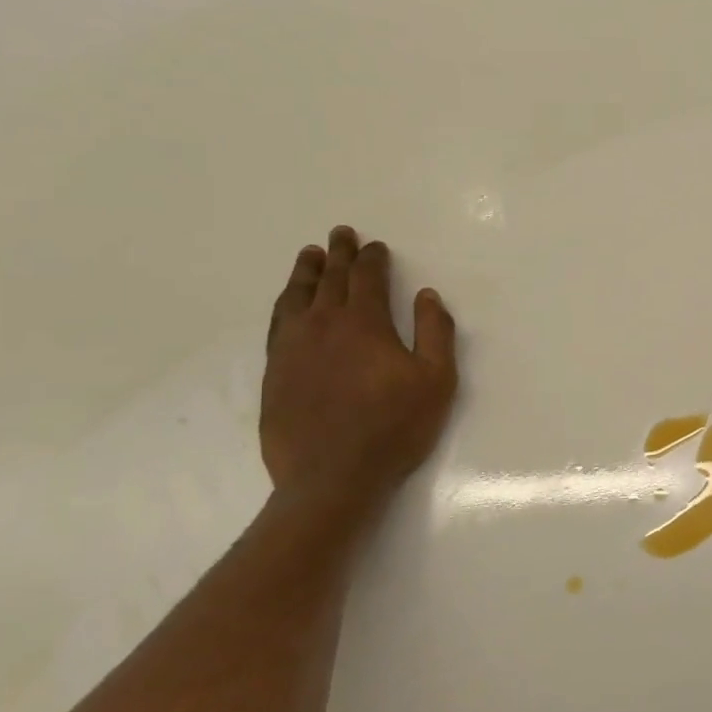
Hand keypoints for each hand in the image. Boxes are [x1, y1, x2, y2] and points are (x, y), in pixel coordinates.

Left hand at [261, 226, 457, 503]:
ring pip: (297, 297)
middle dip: (340, 254)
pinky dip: (285, 304)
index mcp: (364, 323)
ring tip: (310, 256)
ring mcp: (293, 348)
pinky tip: (289, 303)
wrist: (331, 477)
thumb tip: (428, 296)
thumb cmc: (394, 428)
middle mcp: (323, 325)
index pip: (367, 278)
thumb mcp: (436, 381)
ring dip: (306, 272)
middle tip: (341, 234)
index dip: (373, 259)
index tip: (377, 247)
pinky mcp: (275, 372)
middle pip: (331, 279)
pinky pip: (278, 324)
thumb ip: (435, 332)